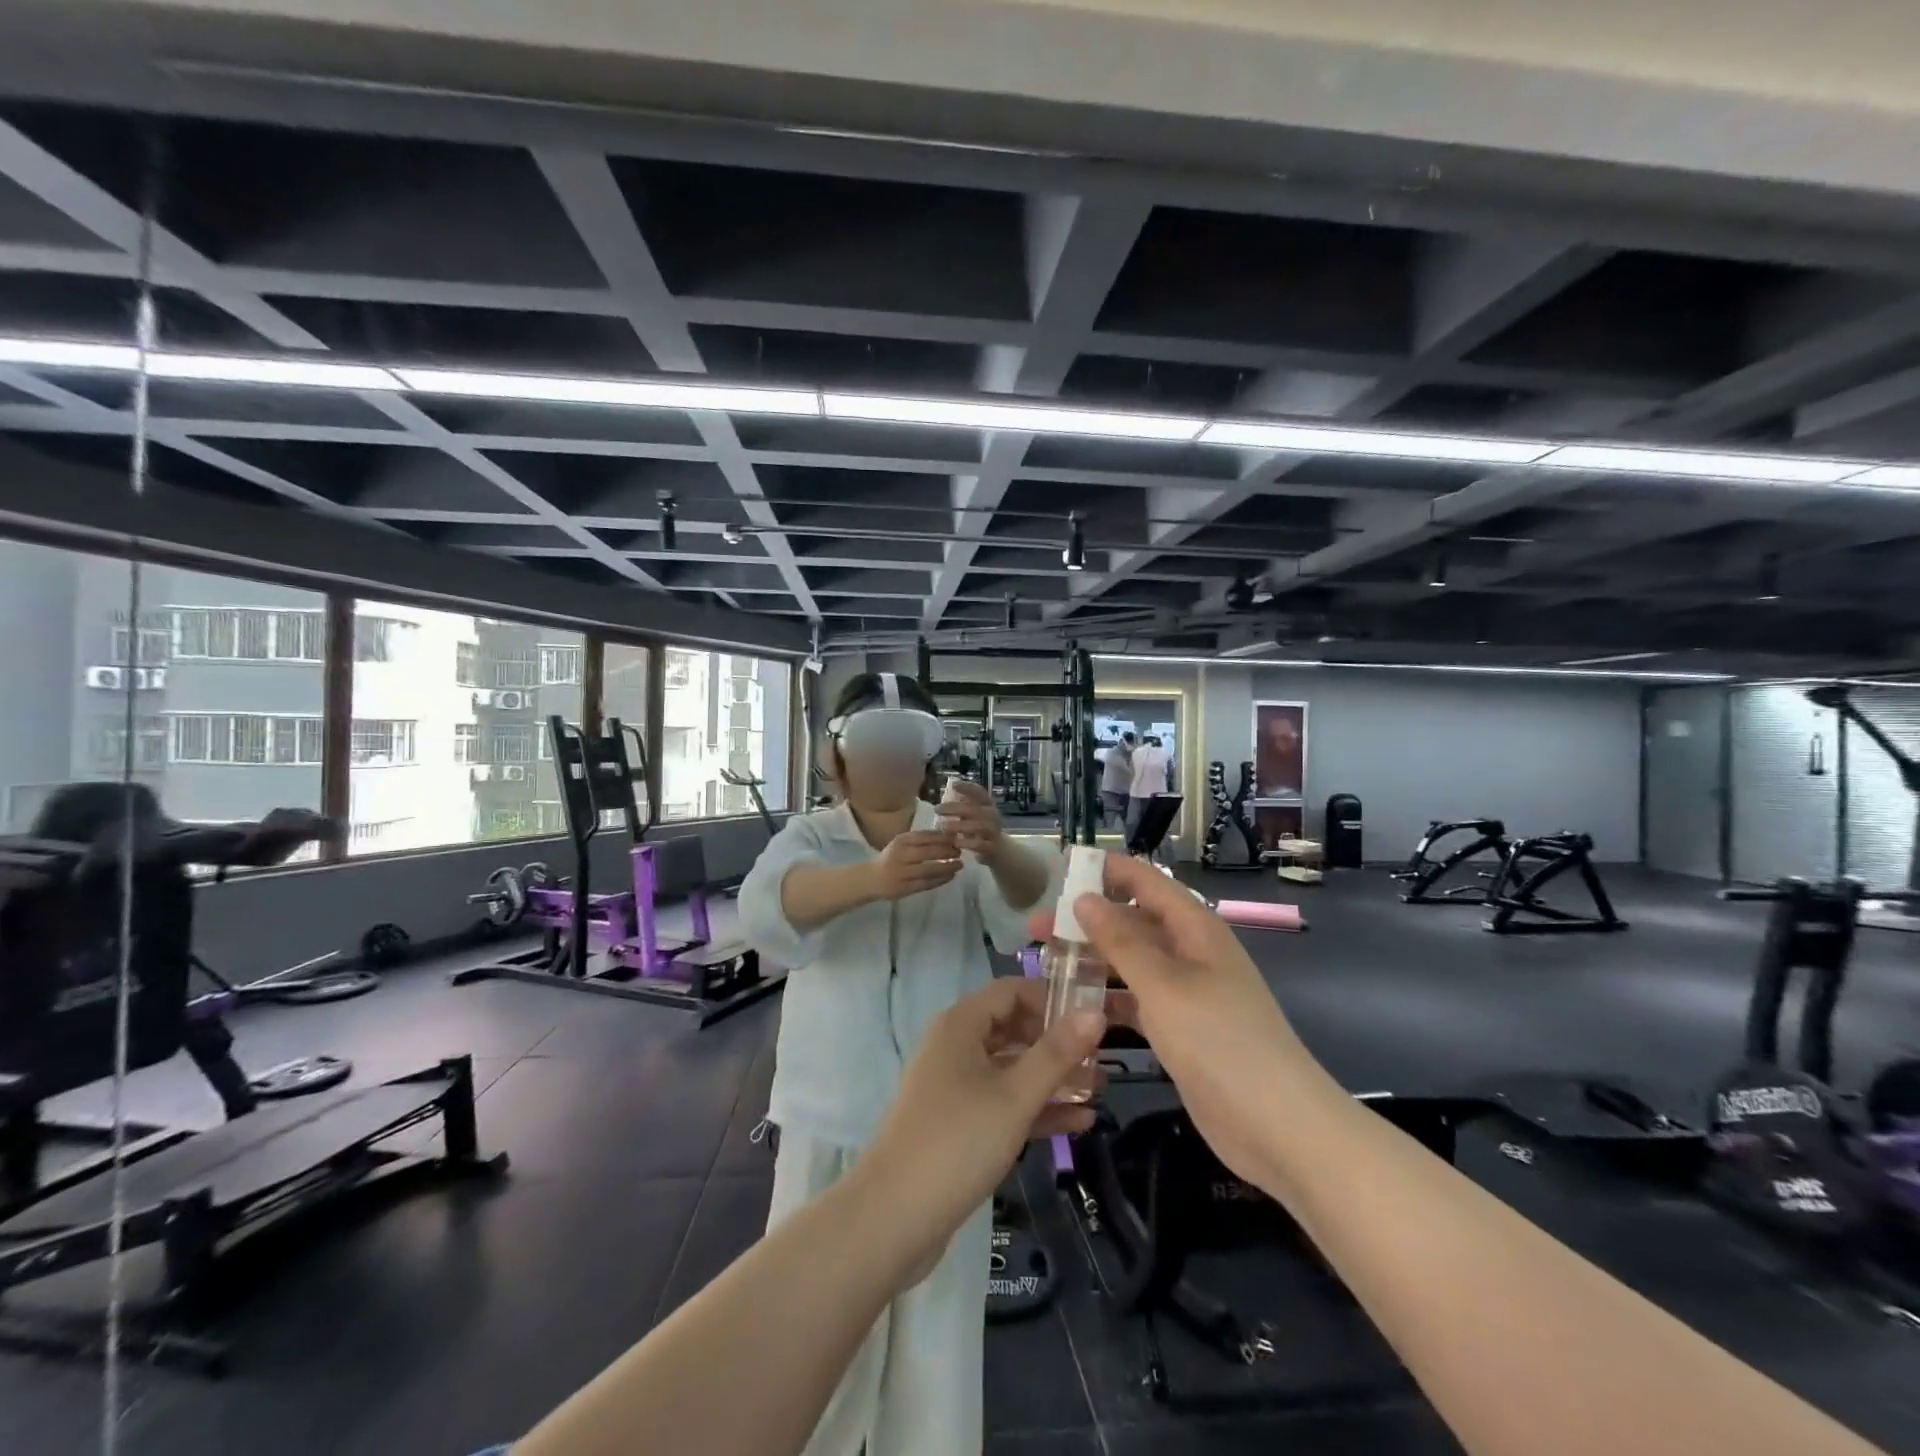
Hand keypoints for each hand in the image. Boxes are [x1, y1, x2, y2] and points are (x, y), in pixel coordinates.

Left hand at [861, 978, 1107, 1279]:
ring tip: (1099, 1090)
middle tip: (1102, 1057)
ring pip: (1010, 1069)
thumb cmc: (958, 1141)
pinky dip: (1035, 1108)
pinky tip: (1079, 1123)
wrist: (894, 1216)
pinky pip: (1002, 1103)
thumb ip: (1057, 1053)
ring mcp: (954, 1086)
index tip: (1091, 1019)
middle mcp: (955, 1046)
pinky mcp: (958, 1123)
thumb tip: (1095, 1012)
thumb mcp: (1015, 1096)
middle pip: (1013, 1028)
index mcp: (961, 1025)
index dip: (1051, 999)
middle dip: (1056, 1042)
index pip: (1011, 991)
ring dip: (1052, 1078)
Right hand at [871, 830, 961, 899]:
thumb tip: (949, 836)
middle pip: (929, 852)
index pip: (925, 836)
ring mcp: (903, 873)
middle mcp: (901, 855)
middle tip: (960, 851)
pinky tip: (951, 876)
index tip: (957, 837)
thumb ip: (921, 840)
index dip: (943, 837)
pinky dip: (941, 880)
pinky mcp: (906, 888)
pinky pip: (927, 883)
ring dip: (948, 867)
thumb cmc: (891, 858)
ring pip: (930, 869)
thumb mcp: (902, 843)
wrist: (871, 879)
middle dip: (948, 852)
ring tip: (959, 865)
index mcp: (901, 841)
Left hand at [937, 779, 1004, 858]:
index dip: (967, 787)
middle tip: (937, 809)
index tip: (953, 785)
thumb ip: (963, 805)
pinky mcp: (992, 847)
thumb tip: (945, 793)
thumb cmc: (981, 830)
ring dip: (959, 825)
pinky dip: (967, 843)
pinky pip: (980, 844)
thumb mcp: (974, 815)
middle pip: (974, 809)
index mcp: (988, 805)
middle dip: (954, 808)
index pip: (980, 792)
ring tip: (942, 827)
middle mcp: (993, 816)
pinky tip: (955, 843)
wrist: (1001, 851)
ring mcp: (994, 832)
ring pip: (978, 826)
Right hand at [1027, 855, 1325, 1193]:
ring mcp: (1185, 992)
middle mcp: (1189, 952)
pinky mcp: (1179, 1028)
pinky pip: (1136, 1000)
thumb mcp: (1163, 985)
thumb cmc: (1220, 1041)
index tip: (1059, 871)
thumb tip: (1083, 899)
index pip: (1145, 881)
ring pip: (1130, 962)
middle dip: (1086, 921)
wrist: (1278, 1126)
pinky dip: (1107, 999)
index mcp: (1194, 928)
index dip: (1105, 871)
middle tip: (1036, 928)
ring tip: (1045, 964)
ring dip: (1092, 960)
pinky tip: (1073, 1006)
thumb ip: (1120, 941)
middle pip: (1132, 922)